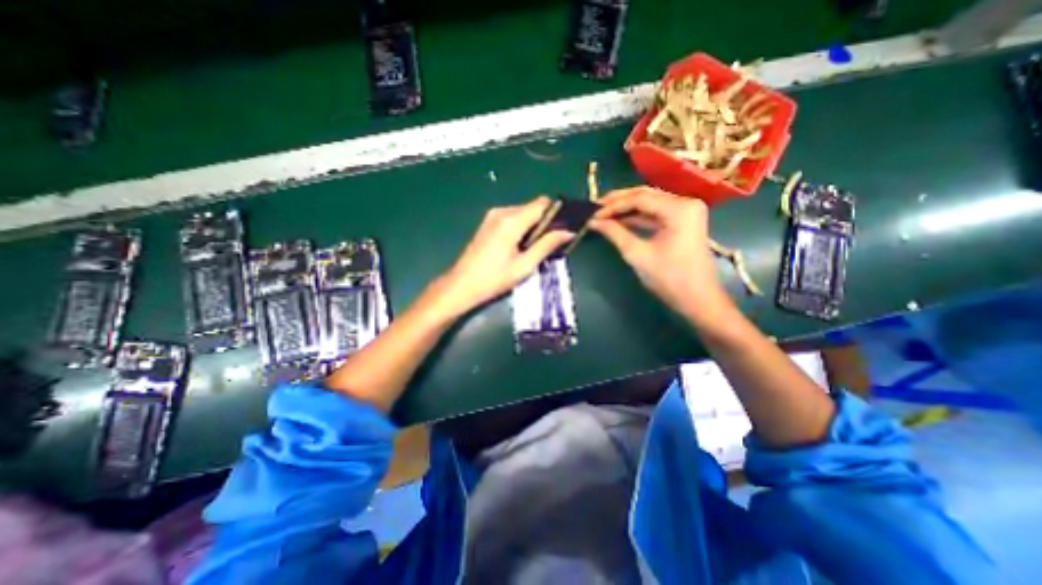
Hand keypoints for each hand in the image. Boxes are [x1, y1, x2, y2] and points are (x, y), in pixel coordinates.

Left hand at [436, 195, 572, 314]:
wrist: (462, 285)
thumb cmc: (494, 279)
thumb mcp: (524, 265)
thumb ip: (547, 245)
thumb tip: (568, 232)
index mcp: (512, 221)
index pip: (543, 204)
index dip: (557, 213)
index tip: (564, 229)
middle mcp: (502, 211)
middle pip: (533, 207)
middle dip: (545, 221)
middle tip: (550, 244)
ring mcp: (493, 216)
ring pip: (523, 212)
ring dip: (533, 226)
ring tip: (534, 248)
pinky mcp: (488, 222)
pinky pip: (512, 217)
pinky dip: (521, 227)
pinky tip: (520, 246)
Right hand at [589, 188, 725, 320]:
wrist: (698, 300)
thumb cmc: (669, 278)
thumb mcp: (637, 254)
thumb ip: (615, 233)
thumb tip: (594, 222)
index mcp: (679, 209)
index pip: (639, 199)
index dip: (613, 206)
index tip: (593, 215)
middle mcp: (685, 203)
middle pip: (646, 195)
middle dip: (619, 201)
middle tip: (596, 208)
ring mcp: (686, 211)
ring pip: (650, 202)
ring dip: (627, 208)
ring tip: (604, 213)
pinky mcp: (683, 221)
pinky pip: (656, 213)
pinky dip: (638, 217)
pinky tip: (620, 221)